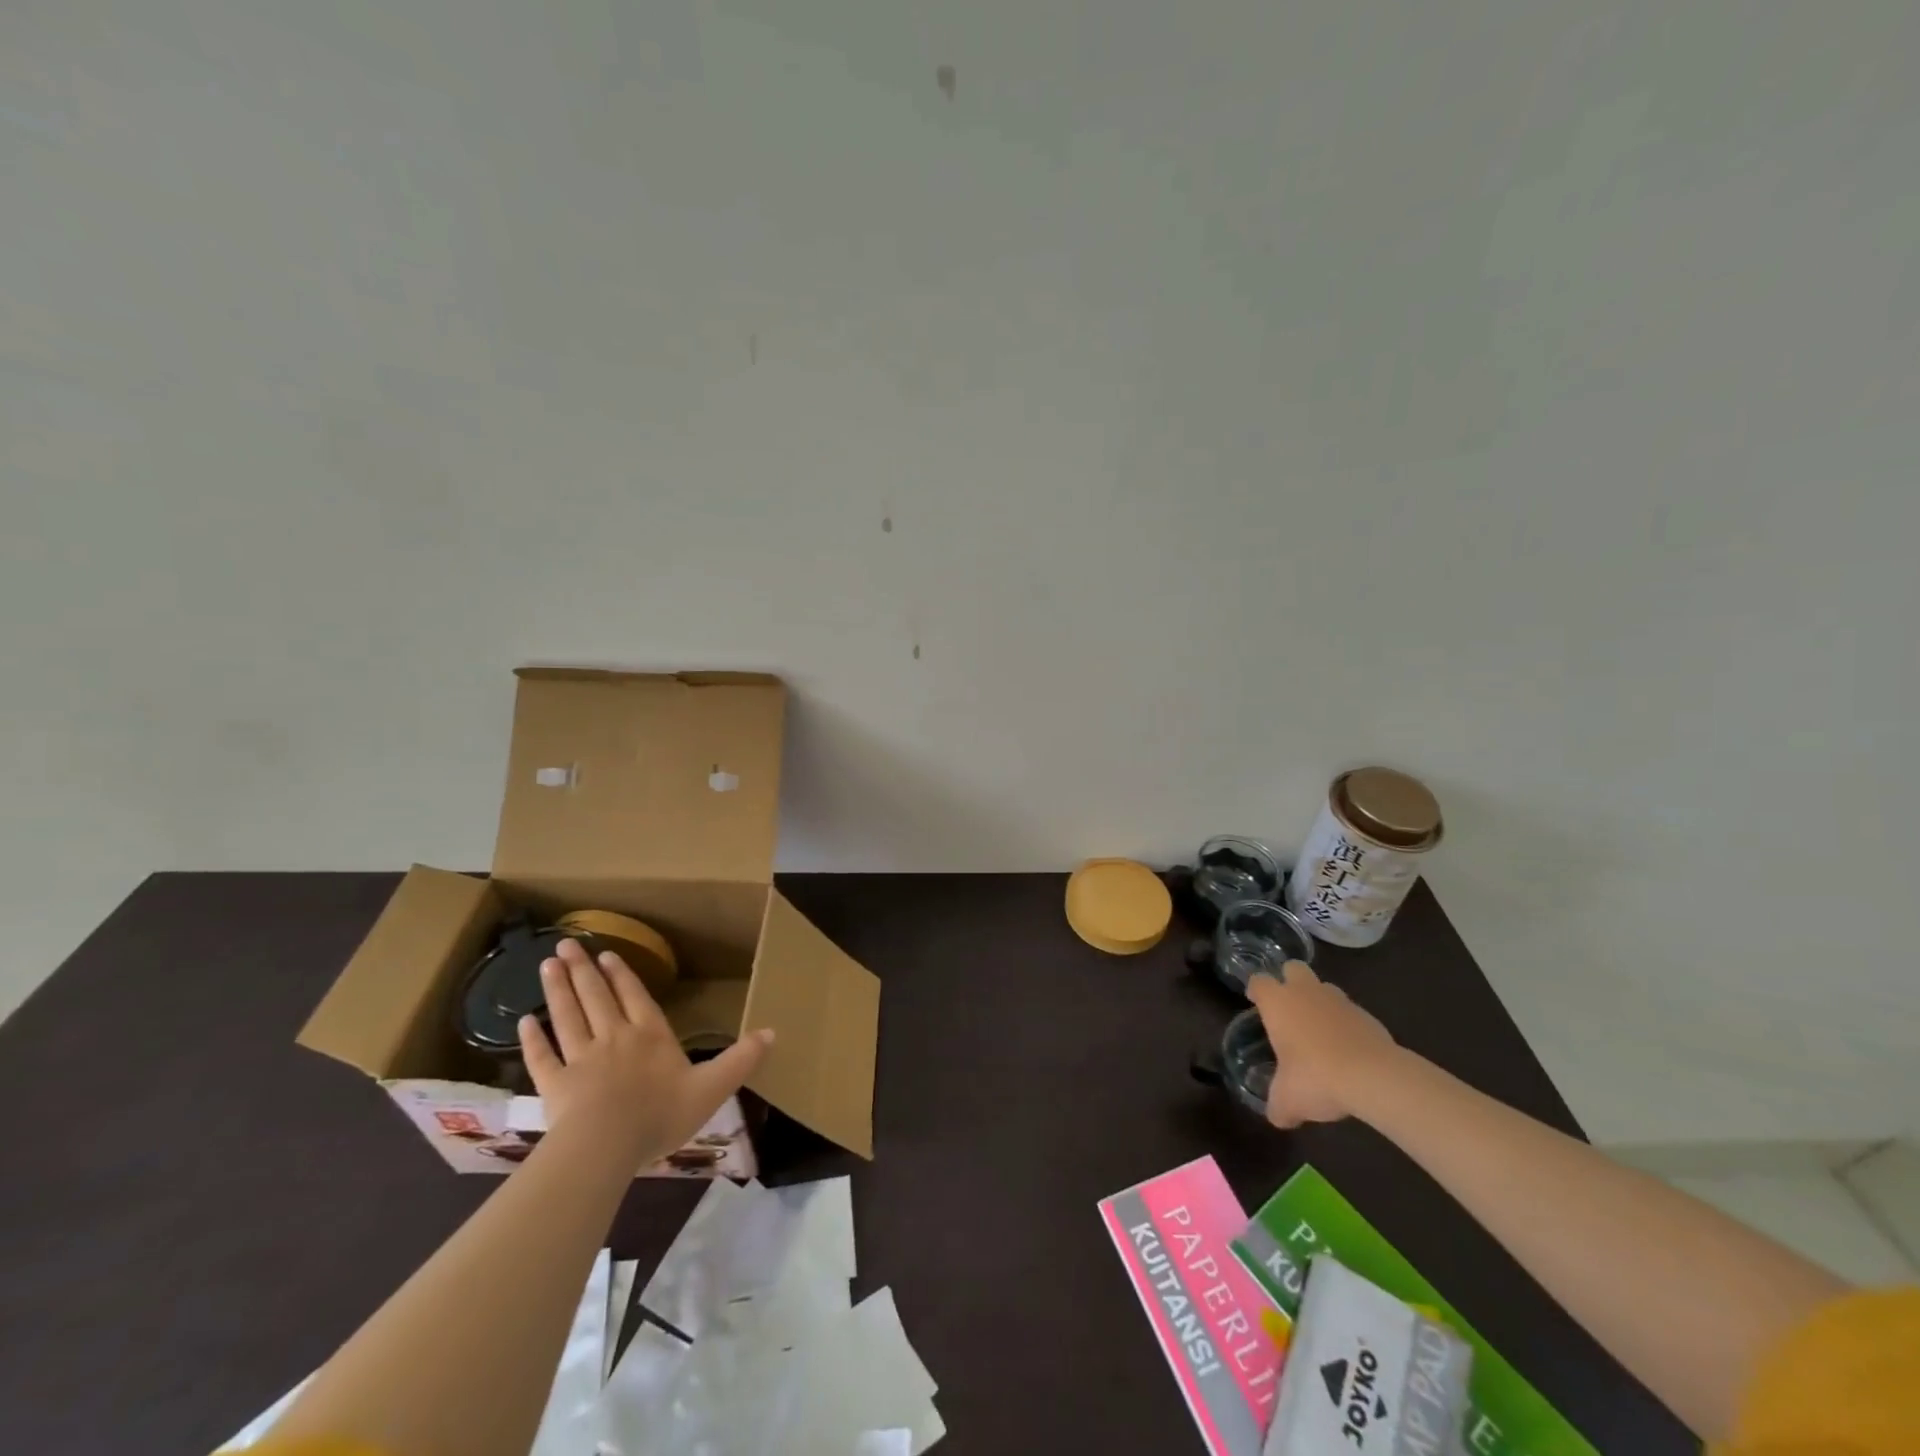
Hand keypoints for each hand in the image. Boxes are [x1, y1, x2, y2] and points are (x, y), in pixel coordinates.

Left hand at [518, 938, 772, 1166]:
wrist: (605, 1146)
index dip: (623, 976)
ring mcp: (581, 1059)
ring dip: (558, 989)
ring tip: (547, 964)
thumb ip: (741, 1060)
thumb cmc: (660, 1115)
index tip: (608, 954)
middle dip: (584, 969)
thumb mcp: (713, 1088)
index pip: (636, 997)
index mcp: (651, 1036)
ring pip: (568, 1016)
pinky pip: (543, 1056)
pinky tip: (524, 1022)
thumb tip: (773, 1032)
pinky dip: (533, 1039)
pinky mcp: (554, 1084)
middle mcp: (615, 1038)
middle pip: (597, 997)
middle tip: (567, 943)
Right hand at [1246, 959, 1400, 1127]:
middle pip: (1293, 968)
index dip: (1255, 990)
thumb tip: (1277, 1117)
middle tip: (1288, 1007)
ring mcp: (1340, 1001)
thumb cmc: (1316, 1077)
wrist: (1374, 1077)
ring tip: (1320, 1031)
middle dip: (1289, 981)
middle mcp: (1306, 992)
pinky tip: (1347, 1050)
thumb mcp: (1287, 1100)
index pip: (1259, 981)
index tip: (1255, 1001)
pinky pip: (1350, 1012)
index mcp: (1278, 1002)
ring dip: (1320, 1002)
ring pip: (1324, 988)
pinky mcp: (1368, 1015)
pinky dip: (1345, 1024)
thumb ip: (1278, 1106)